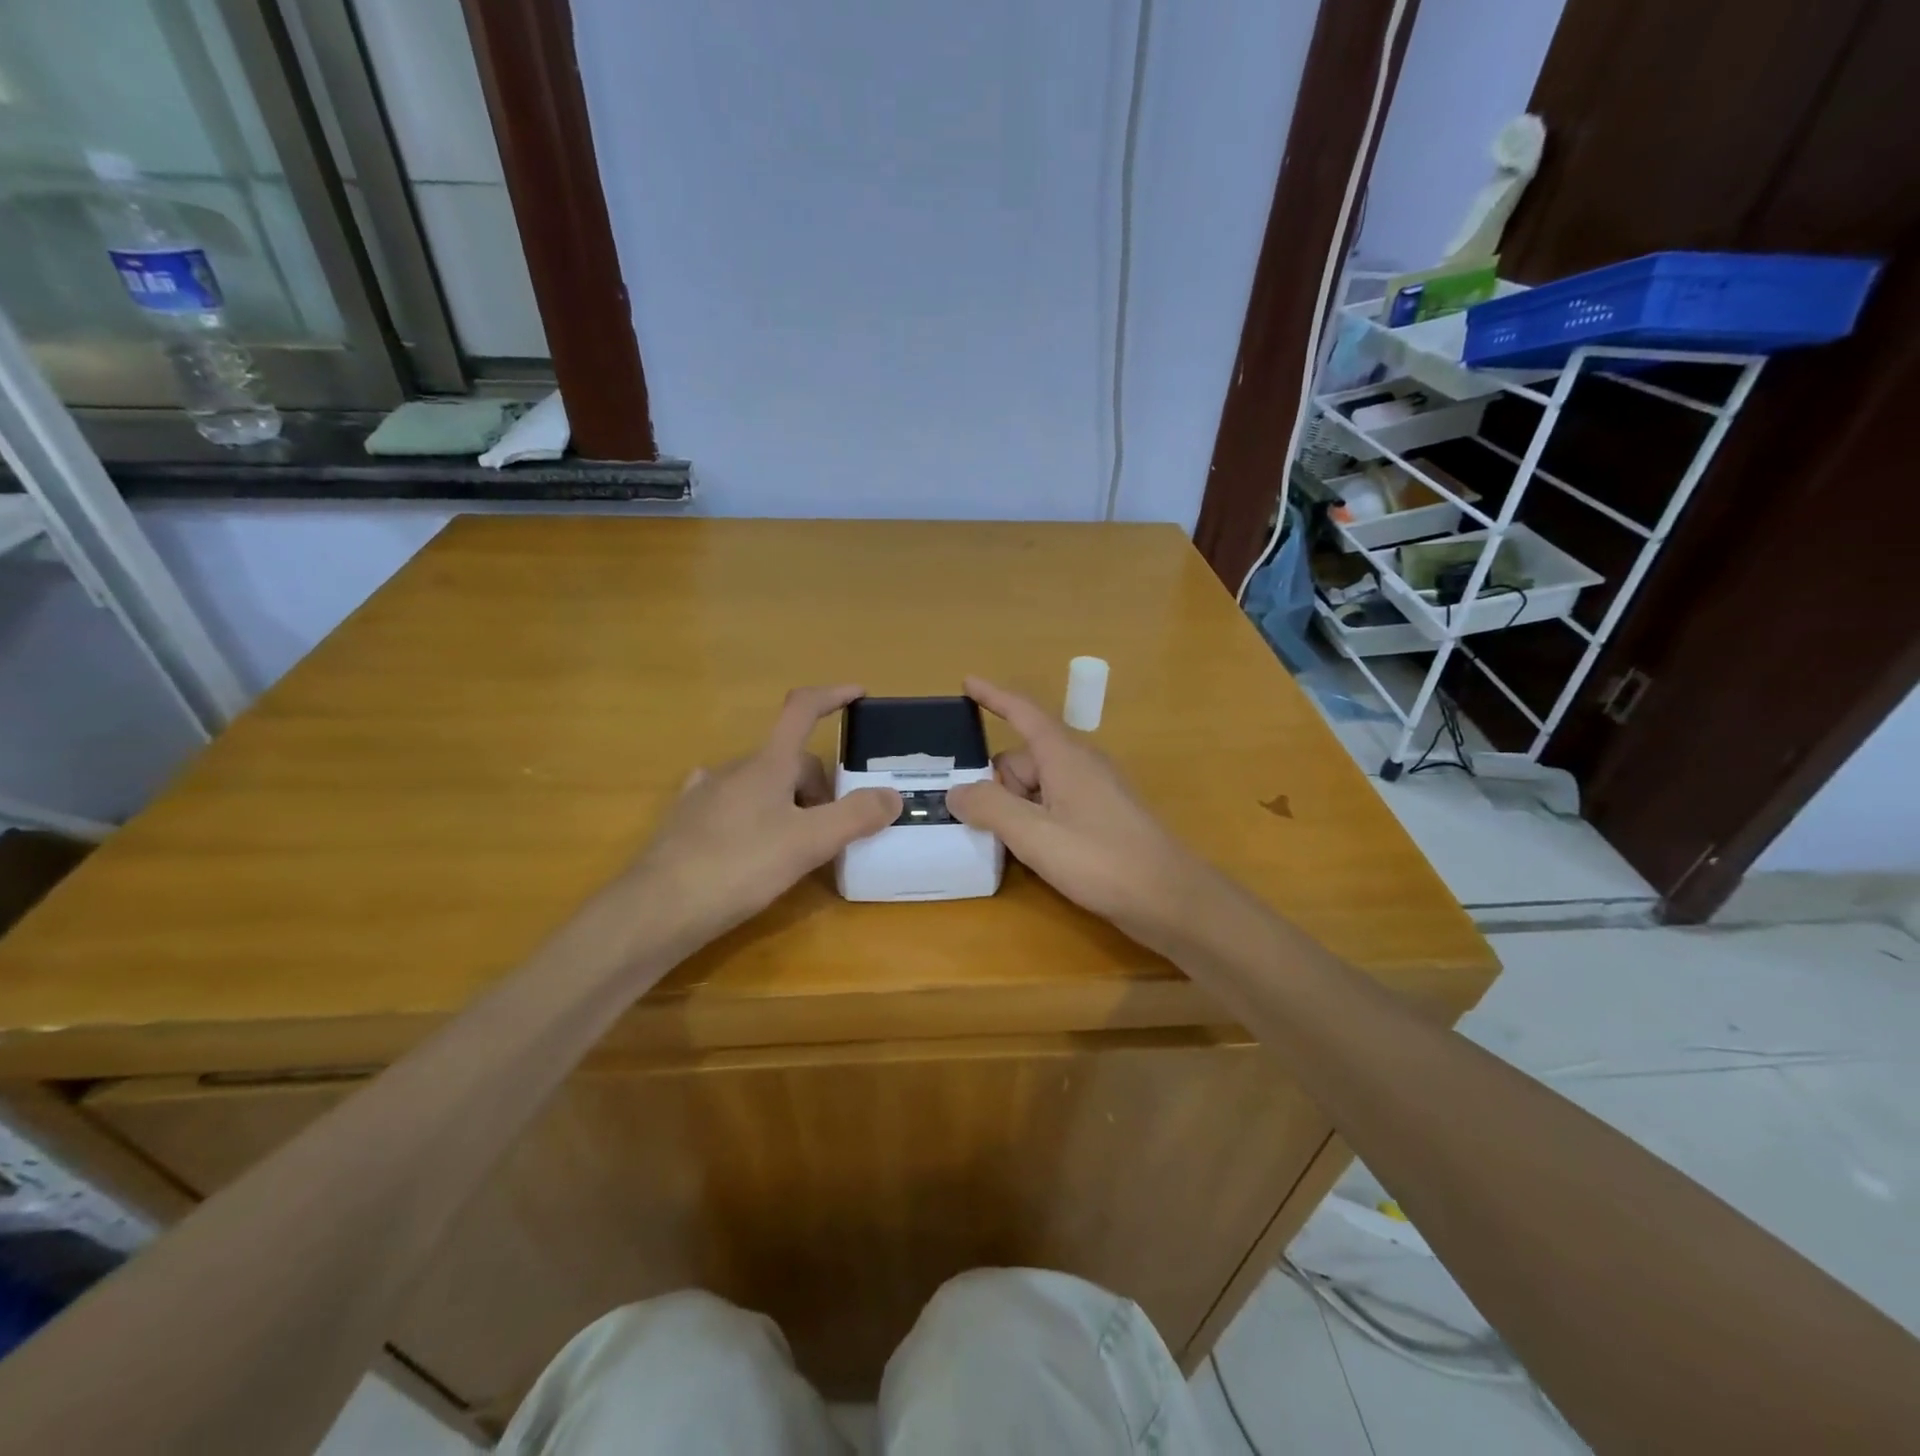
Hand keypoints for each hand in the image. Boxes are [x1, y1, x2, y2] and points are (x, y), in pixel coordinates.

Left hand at [631, 685, 900, 949]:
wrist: (657, 910)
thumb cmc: (738, 867)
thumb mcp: (808, 843)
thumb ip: (855, 816)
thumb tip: (893, 795)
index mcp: (767, 764)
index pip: (802, 710)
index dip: (832, 696)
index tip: (859, 693)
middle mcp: (734, 769)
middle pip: (789, 760)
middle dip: (819, 787)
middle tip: (833, 830)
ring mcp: (705, 794)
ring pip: (761, 784)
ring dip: (788, 803)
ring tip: (797, 846)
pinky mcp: (686, 823)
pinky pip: (732, 804)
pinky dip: (754, 814)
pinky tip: (751, 840)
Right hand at [945, 677, 1227, 954]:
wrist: (1170, 899)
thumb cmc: (1101, 859)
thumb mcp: (1034, 834)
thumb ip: (990, 808)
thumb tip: (957, 791)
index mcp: (1064, 756)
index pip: (1023, 712)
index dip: (993, 696)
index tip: (966, 682)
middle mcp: (1080, 766)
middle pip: (1023, 759)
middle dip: (996, 785)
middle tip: (977, 823)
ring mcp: (1093, 793)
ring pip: (1036, 787)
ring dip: (1013, 809)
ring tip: (999, 844)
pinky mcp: (1101, 820)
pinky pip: (1054, 807)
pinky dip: (1033, 822)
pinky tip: (1028, 854)